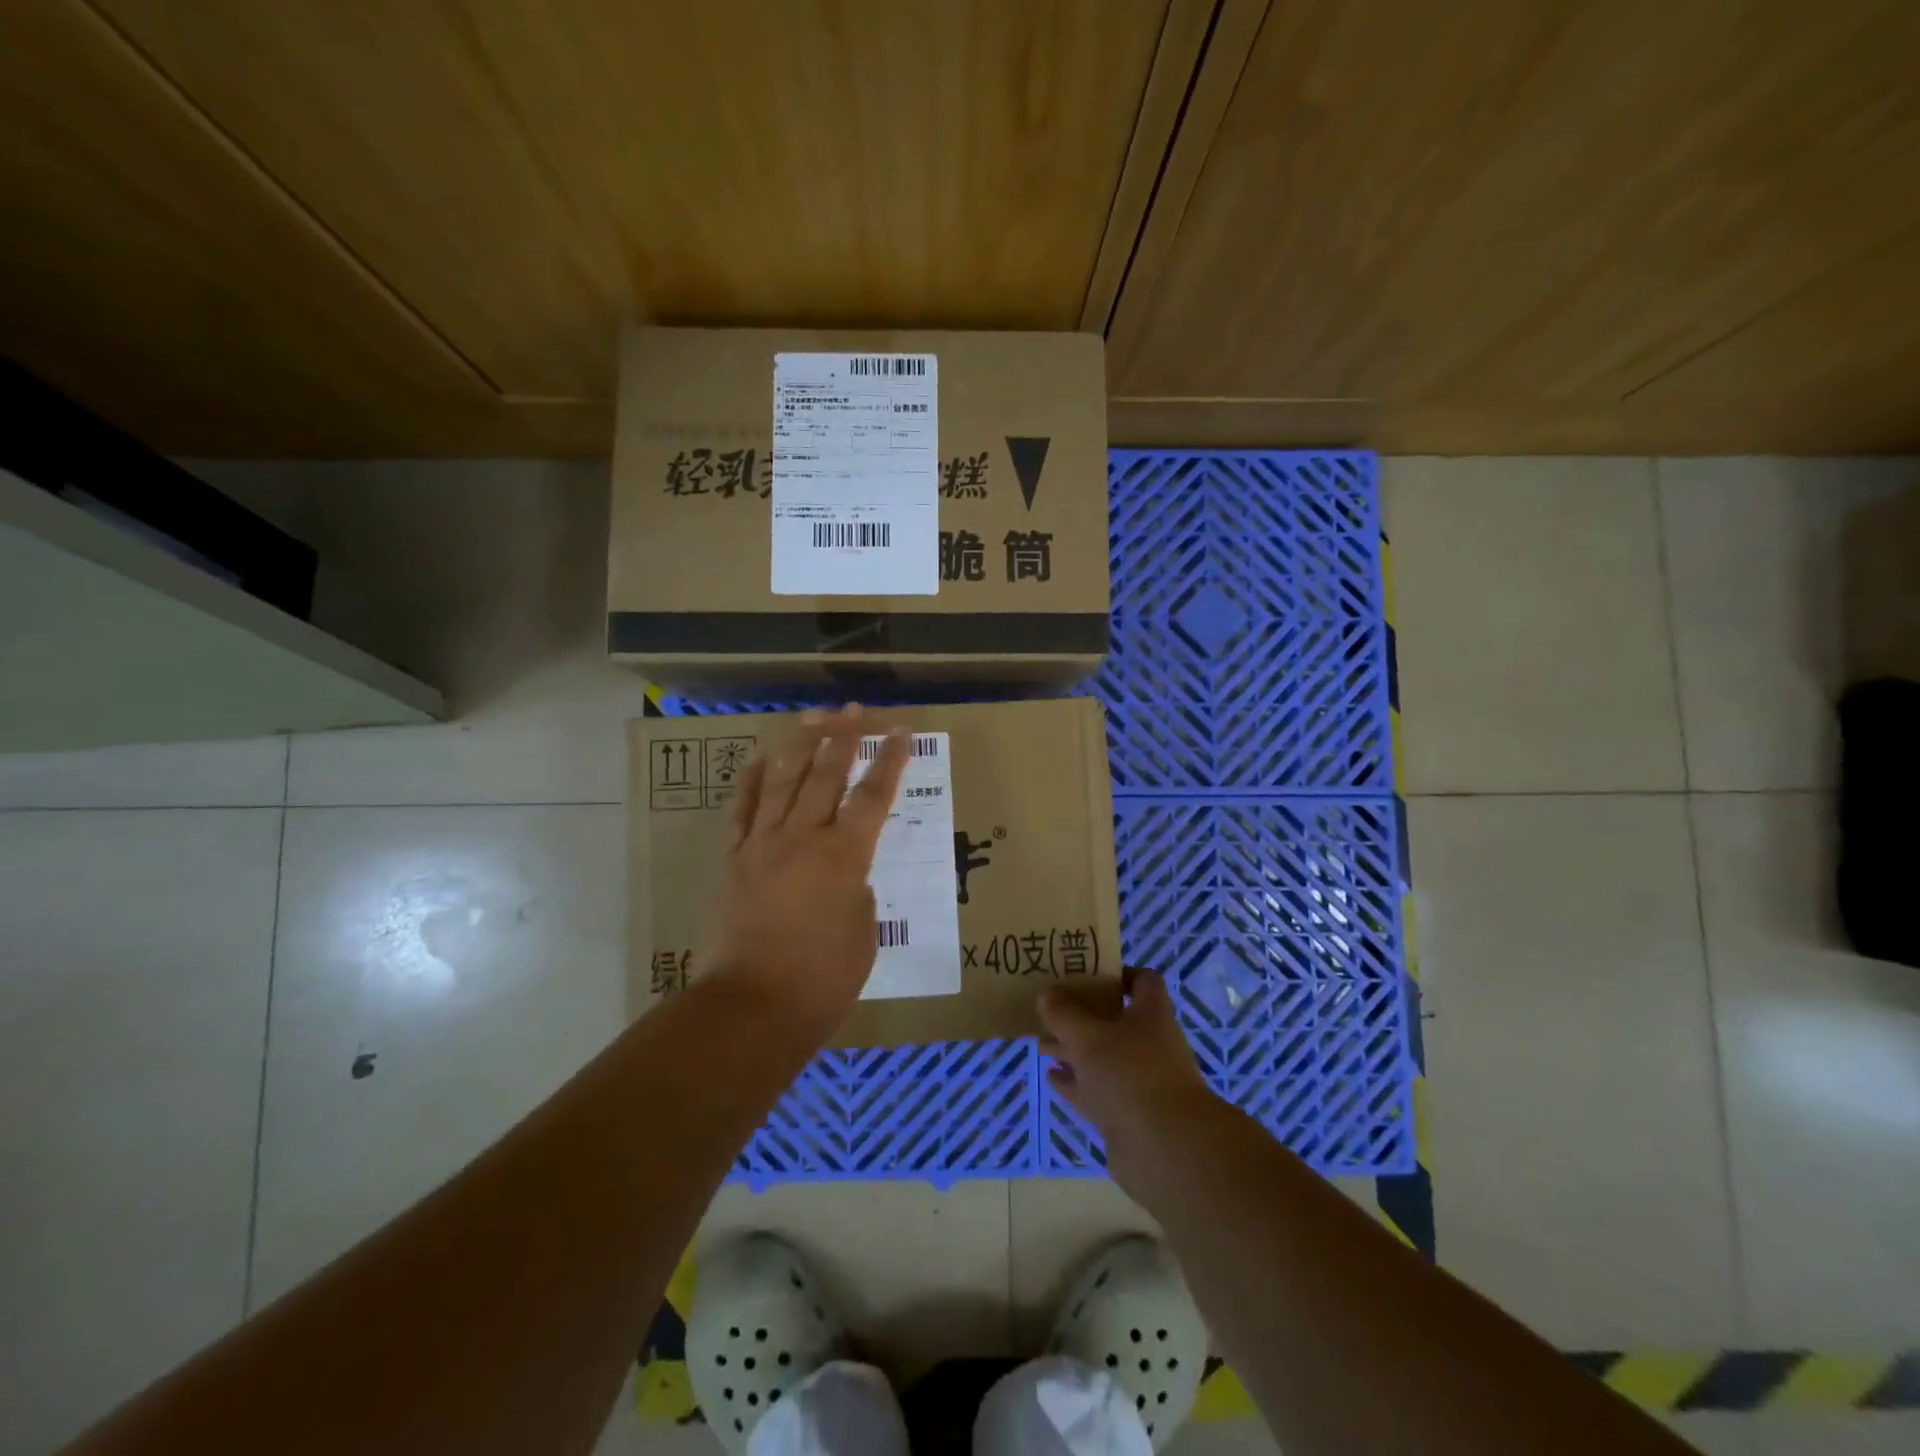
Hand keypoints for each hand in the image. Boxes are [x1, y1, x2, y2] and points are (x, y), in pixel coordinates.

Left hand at [706, 705, 911, 1037]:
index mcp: (844, 856)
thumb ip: (859, 894)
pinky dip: (751, 781)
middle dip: (843, 738)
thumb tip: (847, 876)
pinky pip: (742, 810)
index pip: (873, 796)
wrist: (752, 1006)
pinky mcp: (735, 860)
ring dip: (799, 746)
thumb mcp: (864, 934)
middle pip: (825, 775)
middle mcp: (803, 838)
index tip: (902, 732)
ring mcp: (763, 845)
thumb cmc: (823, 980)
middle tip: (853, 710)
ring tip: (812, 717)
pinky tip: (760, 758)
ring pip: (783, 781)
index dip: (891, 761)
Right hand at [1038, 969, 1218, 1193]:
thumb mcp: (1088, 1037)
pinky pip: (1097, 1090)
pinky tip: (1051, 1076)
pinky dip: (1075, 1082)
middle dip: (1081, 1015)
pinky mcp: (1128, 1114)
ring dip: (1073, 1050)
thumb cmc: (1130, 1076)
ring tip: (1041, 1043)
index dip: (1117, 974)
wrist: (1166, 1151)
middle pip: (1114, 1020)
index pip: (1142, 981)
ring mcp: (1139, 1081)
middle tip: (1049, 1010)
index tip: (1085, 974)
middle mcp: (1149, 1044)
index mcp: (1151, 1015)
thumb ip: (1063, 1014)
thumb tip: (1047, 994)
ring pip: (1102, 1057)